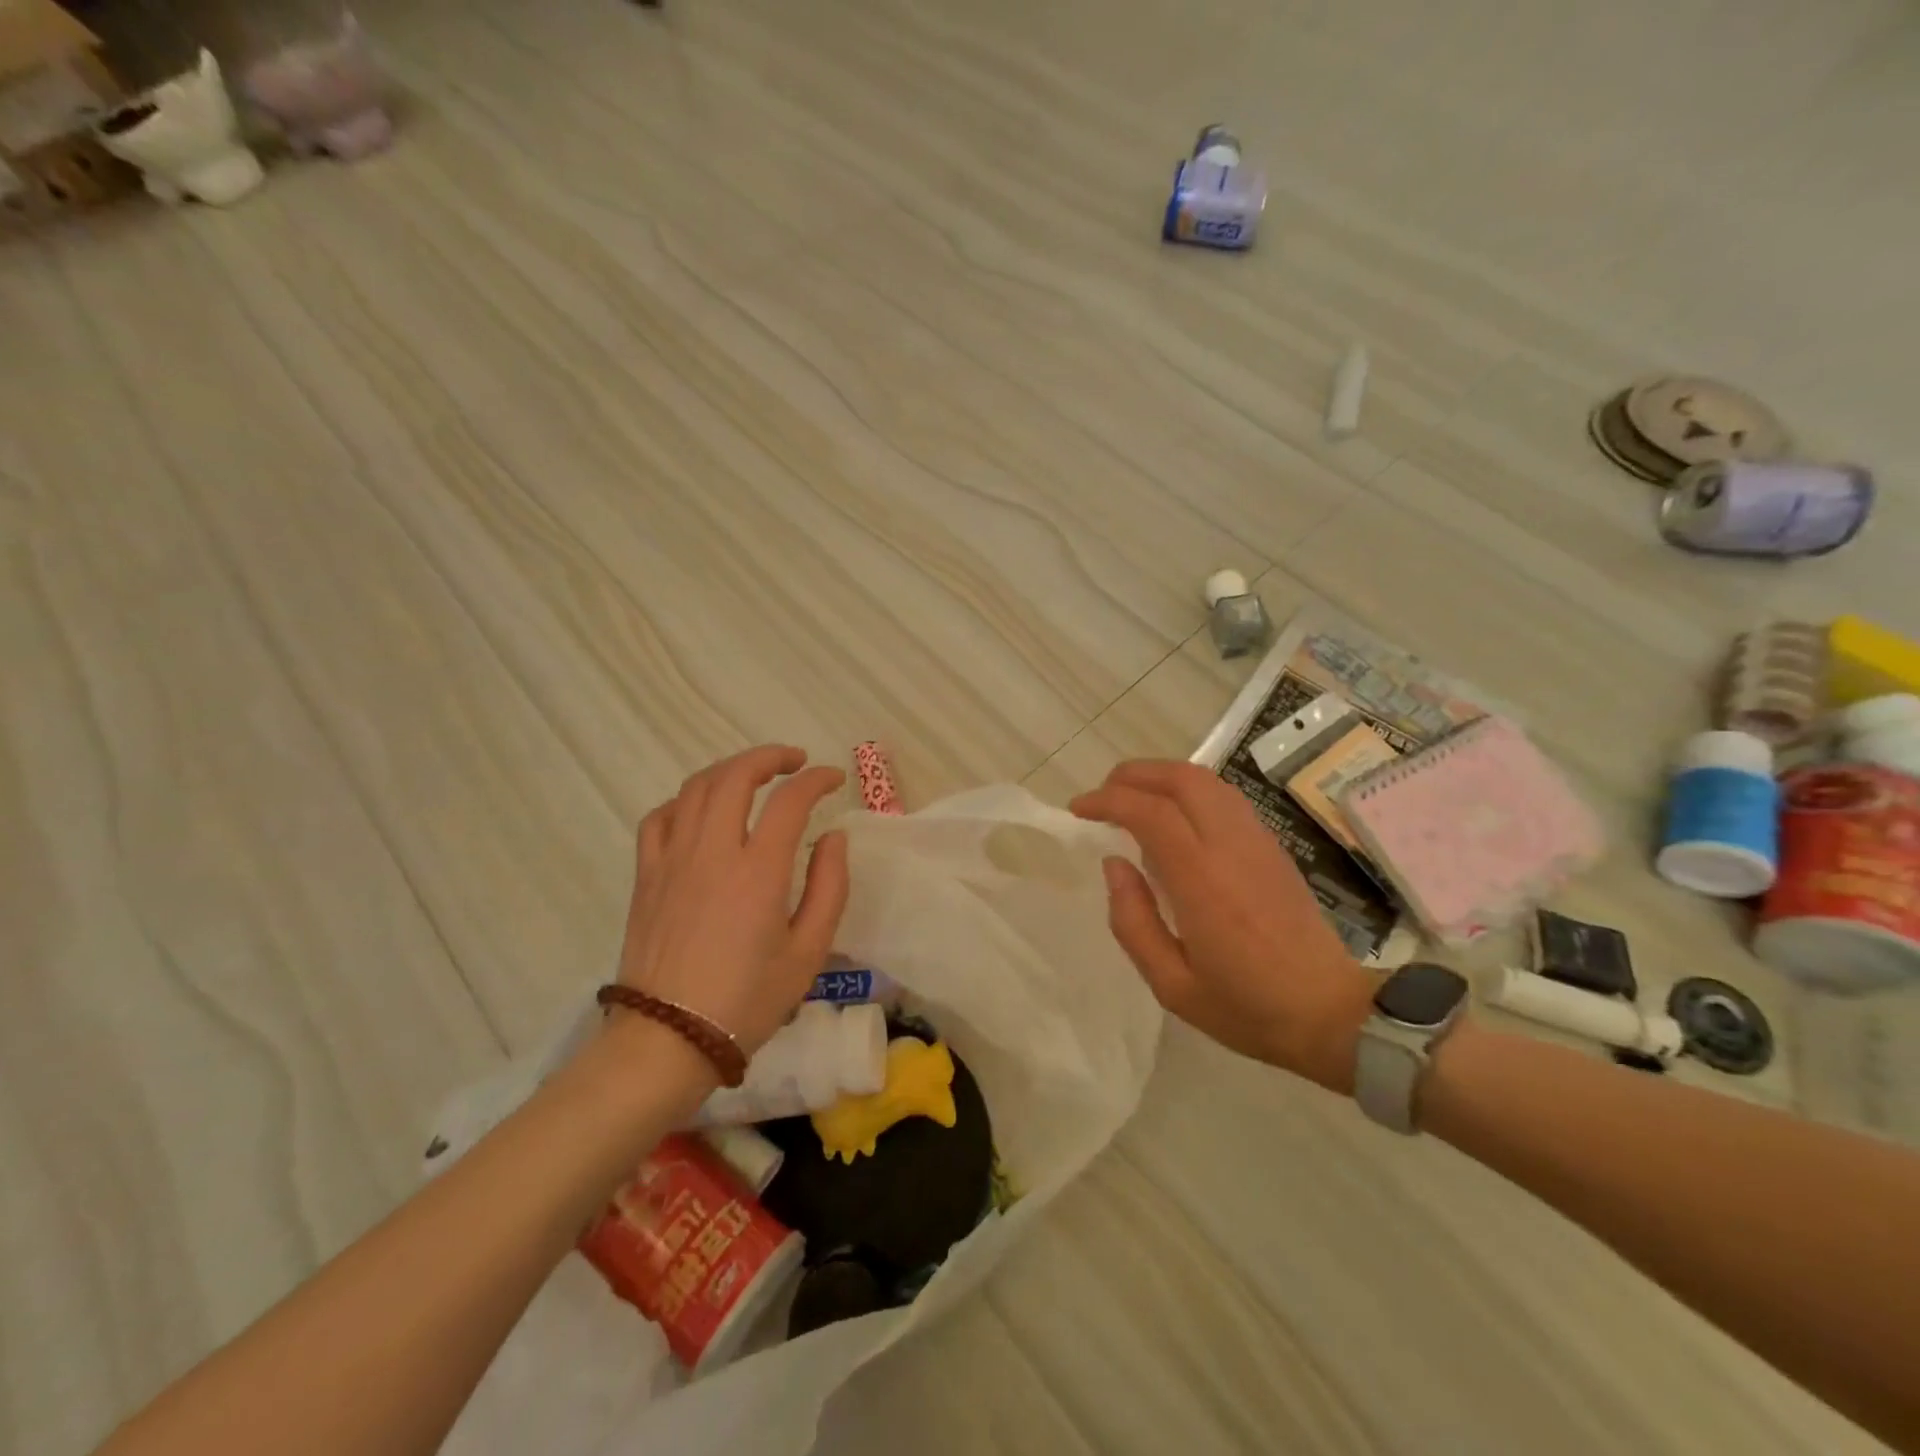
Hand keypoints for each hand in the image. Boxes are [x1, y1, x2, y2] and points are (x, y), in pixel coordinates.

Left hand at [617, 746, 849, 1055]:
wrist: (669, 1040)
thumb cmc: (747, 1000)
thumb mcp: (808, 952)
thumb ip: (829, 887)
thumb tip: (833, 838)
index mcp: (758, 871)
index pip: (789, 800)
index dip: (816, 780)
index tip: (834, 779)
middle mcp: (712, 852)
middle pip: (735, 776)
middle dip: (769, 757)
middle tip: (795, 762)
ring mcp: (672, 860)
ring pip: (696, 788)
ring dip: (729, 770)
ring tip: (753, 775)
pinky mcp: (646, 875)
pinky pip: (660, 818)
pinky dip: (685, 801)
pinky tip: (701, 811)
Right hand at [1071, 760, 1375, 1092]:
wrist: (1331, 1014)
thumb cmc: (1246, 1007)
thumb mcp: (1171, 984)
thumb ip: (1132, 921)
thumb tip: (1113, 864)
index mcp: (1202, 881)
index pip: (1150, 812)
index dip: (1108, 800)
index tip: (1079, 810)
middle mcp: (1231, 847)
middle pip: (1182, 778)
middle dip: (1134, 774)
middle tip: (1103, 795)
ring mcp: (1258, 841)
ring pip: (1207, 780)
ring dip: (1163, 777)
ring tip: (1133, 801)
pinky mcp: (1273, 846)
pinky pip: (1226, 798)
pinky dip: (1189, 791)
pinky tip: (1174, 819)